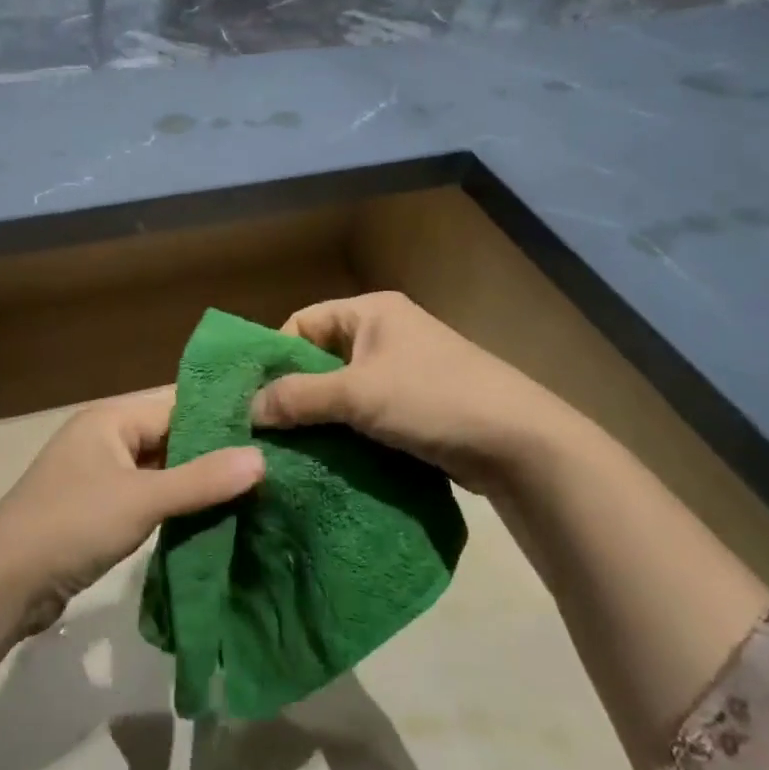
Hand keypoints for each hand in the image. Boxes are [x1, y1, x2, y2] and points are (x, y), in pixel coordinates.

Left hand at [0, 392, 262, 631]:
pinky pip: (147, 495)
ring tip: (254, 488)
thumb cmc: (73, 524)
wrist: (3, 582)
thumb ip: (202, 480)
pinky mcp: (97, 508)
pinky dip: (175, 503)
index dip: (223, 414)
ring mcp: (99, 474)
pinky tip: (212, 516)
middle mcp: (105, 437)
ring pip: (160, 468)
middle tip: (271, 461)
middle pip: (170, 435)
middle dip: (214, 450)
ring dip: (196, 480)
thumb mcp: (142, 499)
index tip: (272, 425)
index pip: (178, 403)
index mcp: (111, 418)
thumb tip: (261, 458)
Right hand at [248, 293, 586, 493]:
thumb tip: (248, 410)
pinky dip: (343, 431)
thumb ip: (298, 398)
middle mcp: (383, 333)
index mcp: (370, 312)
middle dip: (292, 392)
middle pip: (319, 358)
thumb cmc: (432, 399)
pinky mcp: (413, 406)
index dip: (274, 356)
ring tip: (286, 448)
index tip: (252, 396)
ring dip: (317, 417)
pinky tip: (323, 457)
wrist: (519, 443)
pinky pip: (363, 413)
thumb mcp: (356, 394)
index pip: (301, 323)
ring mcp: (401, 371)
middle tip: (262, 428)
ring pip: (340, 390)